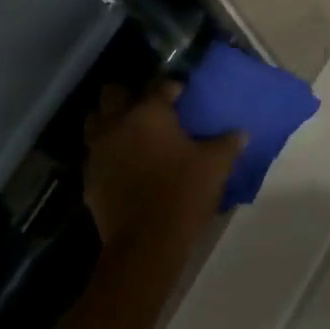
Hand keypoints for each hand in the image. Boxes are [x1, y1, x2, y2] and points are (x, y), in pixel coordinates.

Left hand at [84, 83, 244, 251]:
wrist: (146, 242)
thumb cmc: (183, 192)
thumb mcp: (215, 165)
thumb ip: (228, 143)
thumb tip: (241, 133)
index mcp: (148, 113)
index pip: (157, 86)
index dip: (170, 87)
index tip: (181, 94)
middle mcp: (117, 125)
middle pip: (112, 94)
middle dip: (128, 95)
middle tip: (147, 107)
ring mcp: (98, 152)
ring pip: (94, 122)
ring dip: (109, 121)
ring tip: (130, 132)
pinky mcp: (88, 179)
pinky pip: (94, 155)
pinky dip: (106, 153)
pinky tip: (123, 165)